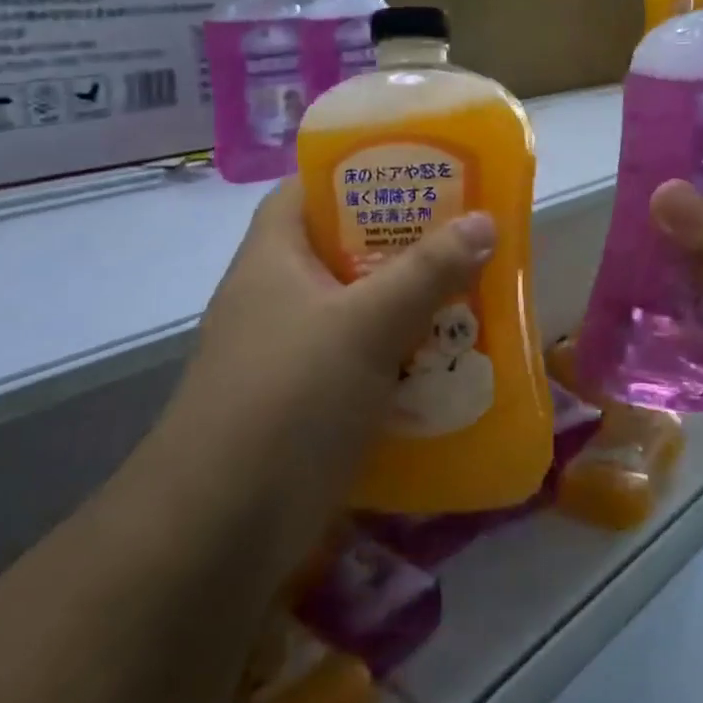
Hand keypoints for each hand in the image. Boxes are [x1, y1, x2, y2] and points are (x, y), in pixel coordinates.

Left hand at [151, 180, 494, 557]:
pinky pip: (364, 361)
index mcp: (273, 257)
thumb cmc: (288, 399)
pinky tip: (449, 361)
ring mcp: (288, 353)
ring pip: (360, 308)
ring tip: (473, 292)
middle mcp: (276, 296)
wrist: (218, 532)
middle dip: (405, 242)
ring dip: (411, 303)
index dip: (358, 170)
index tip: (419, 171)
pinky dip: (402, 356)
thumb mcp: (366, 324)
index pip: (309, 189)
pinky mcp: (305, 403)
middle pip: (345, 248)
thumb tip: (485, 221)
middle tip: (466, 233)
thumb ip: (428, 270)